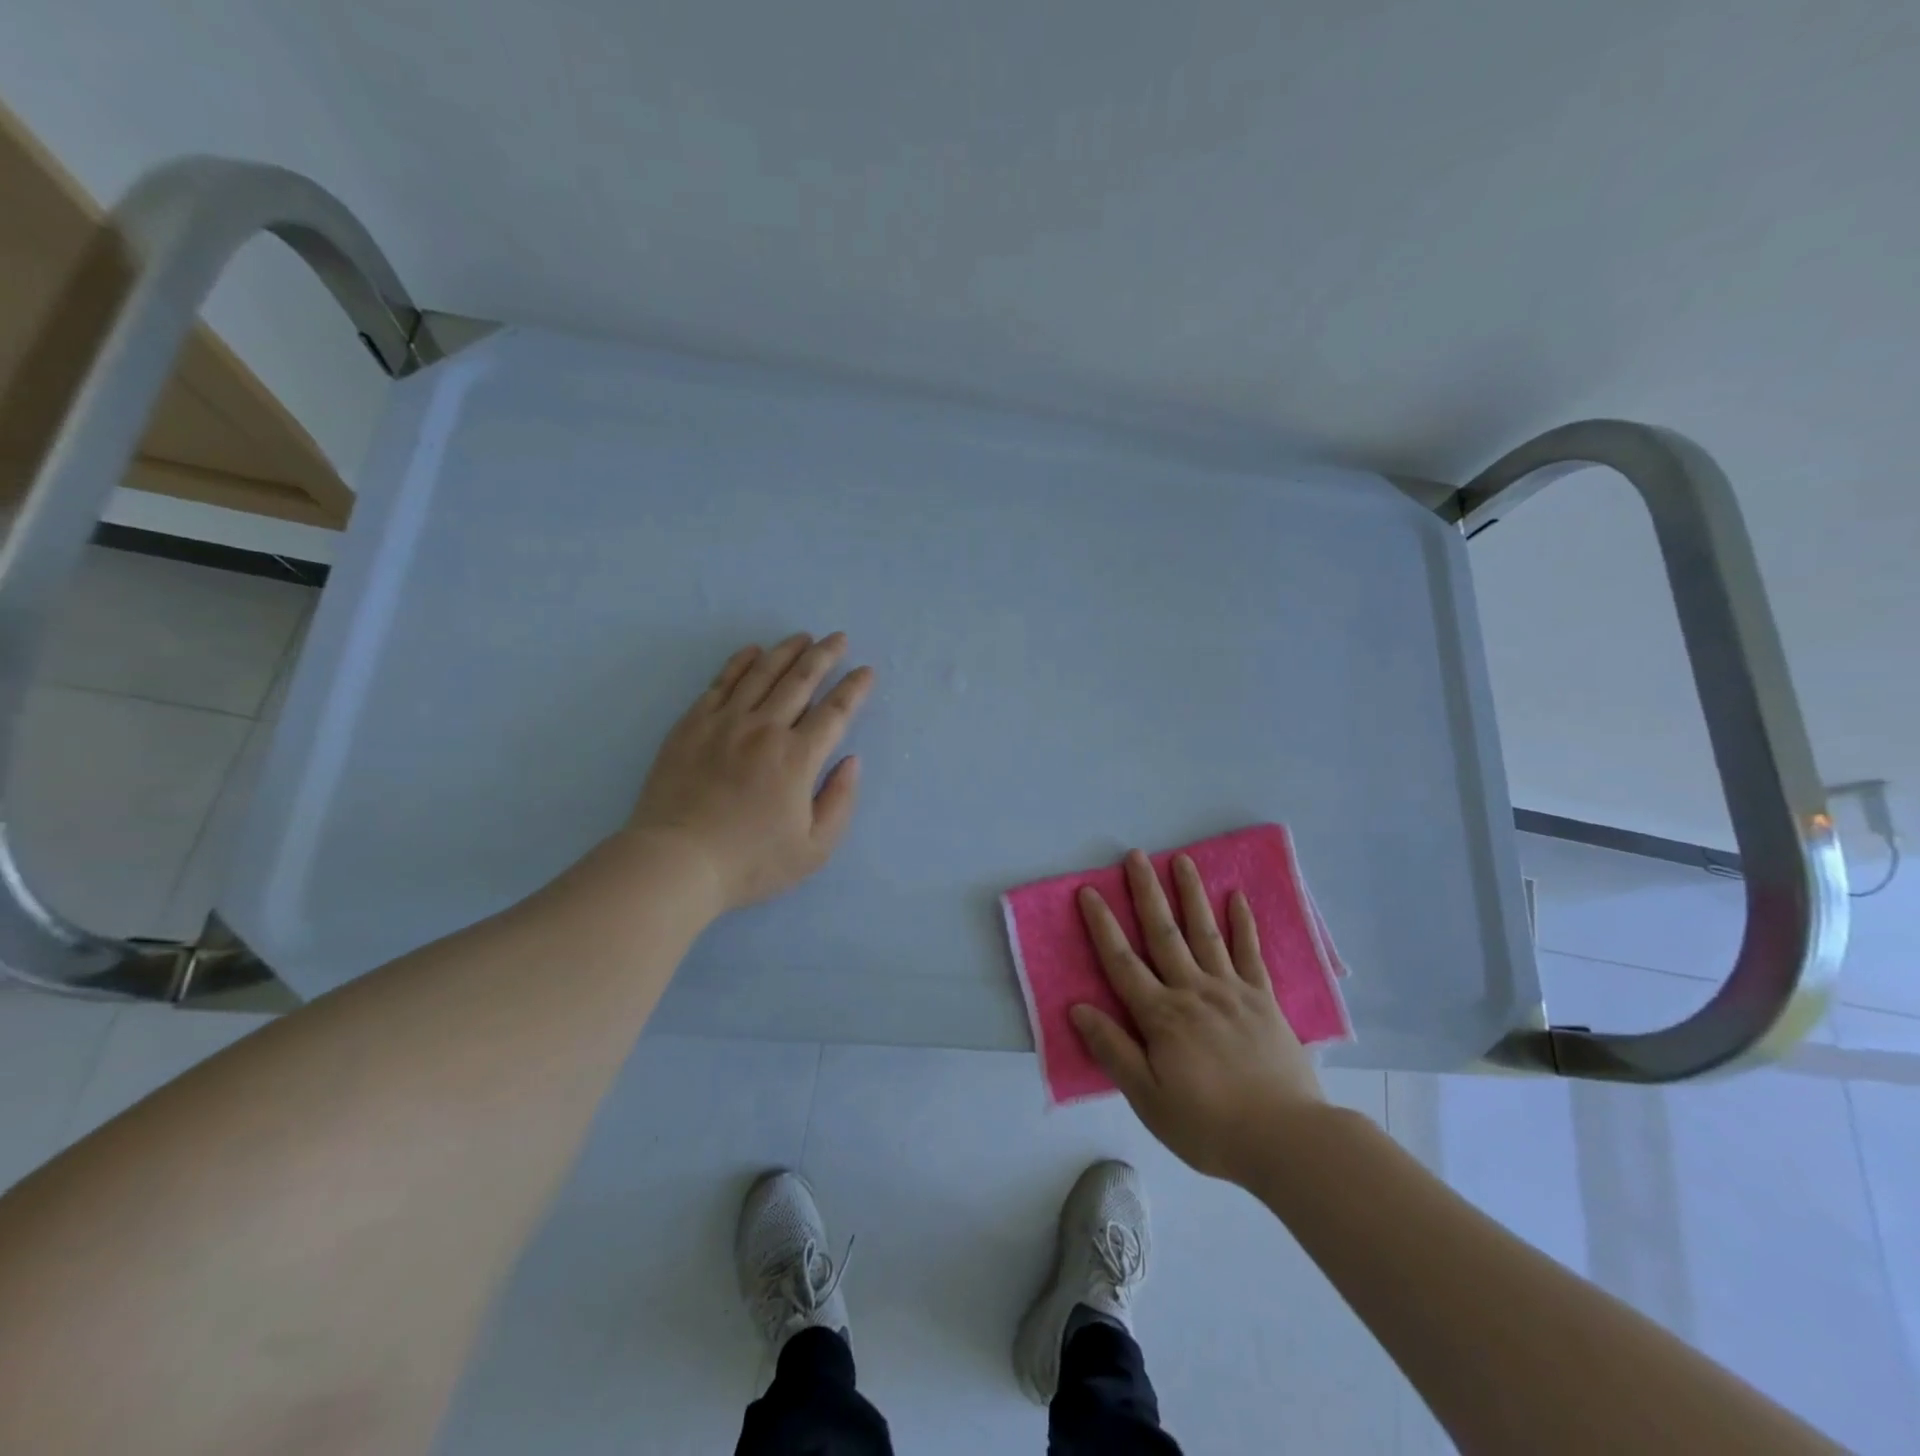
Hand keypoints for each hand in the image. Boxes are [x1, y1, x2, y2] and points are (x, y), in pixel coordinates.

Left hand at [627, 632, 873, 911]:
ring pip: (762, 674)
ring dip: (786, 651)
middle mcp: (765, 729)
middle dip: (824, 656)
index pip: (835, 712)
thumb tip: (852, 761)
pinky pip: (721, 683)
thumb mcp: (813, 849)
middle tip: (838, 638)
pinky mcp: (692, 725)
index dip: (854, 688)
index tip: (866, 671)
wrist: (676, 862)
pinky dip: (740, 663)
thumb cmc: (750, 862)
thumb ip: (840, 801)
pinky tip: (752, 652)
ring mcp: (725, 723)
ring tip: (802, 637)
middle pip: (801, 680)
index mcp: (798, 758)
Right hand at [1071, 851, 1325, 1185]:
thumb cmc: (1209, 1126)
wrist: (1287, 1141)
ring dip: (1191, 894)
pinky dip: (1244, 924)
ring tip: (1181, 860)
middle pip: (1164, 933)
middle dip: (1146, 892)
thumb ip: (1113, 1050)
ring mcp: (1232, 991)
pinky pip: (1251, 954)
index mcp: (1162, 1015)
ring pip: (1206, 932)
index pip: (1122, 962)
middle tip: (1135, 856)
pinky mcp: (1264, 1000)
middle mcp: (1194, 991)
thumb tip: (1078, 1008)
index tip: (1089, 892)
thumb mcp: (1148, 1099)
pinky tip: (1237, 898)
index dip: (1102, 926)